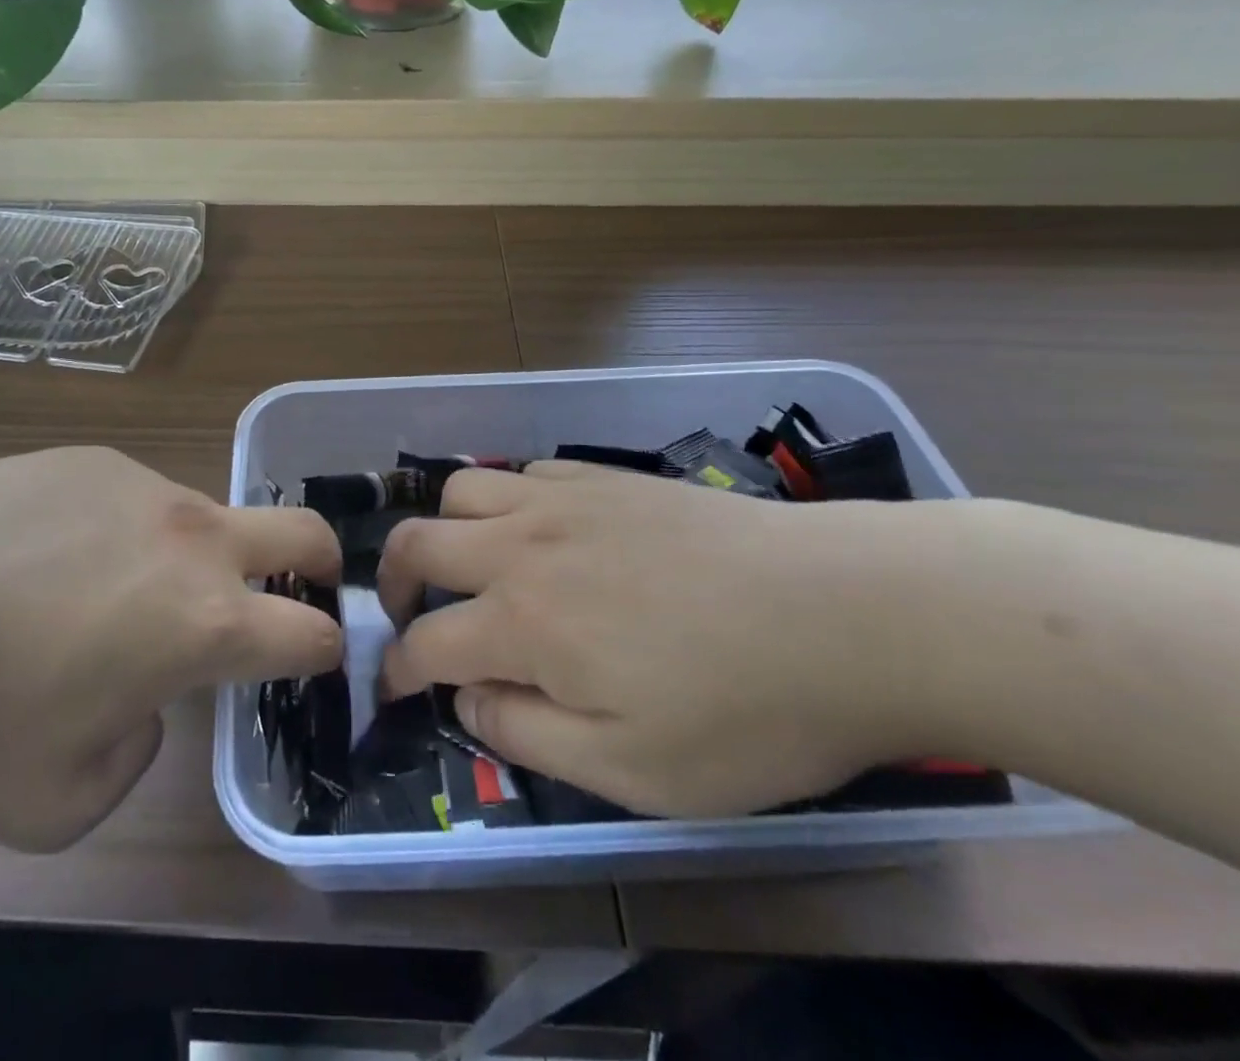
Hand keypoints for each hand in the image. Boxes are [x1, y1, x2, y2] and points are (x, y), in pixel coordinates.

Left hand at [0, 448, 342, 851]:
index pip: (311, 632)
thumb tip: (141, 701)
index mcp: (205, 623)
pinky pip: (131, 499)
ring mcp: (141, 487)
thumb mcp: (62, 801)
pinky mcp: (89, 459)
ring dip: (192, 557)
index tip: (314, 657)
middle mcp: (192, 540)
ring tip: (107, 593)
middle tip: (304, 586)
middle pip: (303, 531)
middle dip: (322, 562)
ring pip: (202, 518)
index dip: (325, 649)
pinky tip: (44, 556)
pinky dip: (120, 532)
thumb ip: (135, 752)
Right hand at [376, 462, 937, 818]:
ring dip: (445, 529)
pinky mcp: (606, 476)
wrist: (847, 611)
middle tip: (407, 616)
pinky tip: (540, 531)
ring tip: (469, 564)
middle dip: (392, 583)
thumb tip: (468, 701)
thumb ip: (529, 735)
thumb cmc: (744, 710)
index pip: (424, 642)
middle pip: (417, 543)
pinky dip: (506, 500)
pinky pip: (525, 471)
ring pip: (460, 489)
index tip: (392, 691)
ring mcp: (563, 500)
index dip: (396, 671)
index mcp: (522, 621)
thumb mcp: (634, 770)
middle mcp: (522, 546)